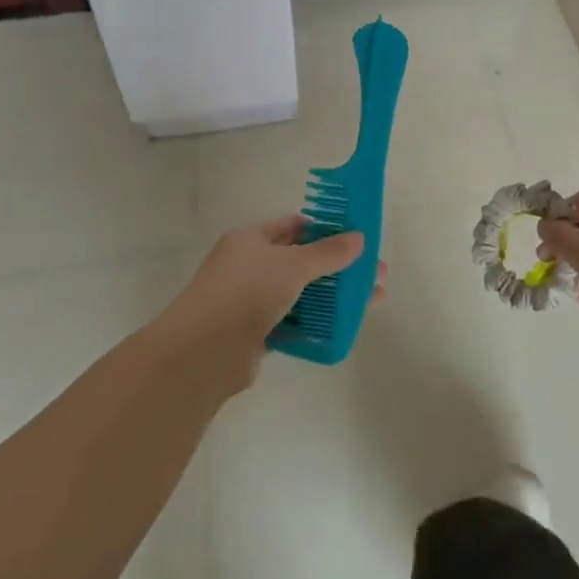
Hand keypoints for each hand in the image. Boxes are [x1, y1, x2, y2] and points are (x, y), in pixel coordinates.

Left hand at [162, 217, 385, 385]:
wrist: (205, 351)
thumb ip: (328, 252)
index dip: (324, 229)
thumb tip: (359, 238)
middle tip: (374, 274)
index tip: (356, 238)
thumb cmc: (247, 291)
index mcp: (250, 240)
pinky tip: (343, 328)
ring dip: (331, 297)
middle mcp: (248, 267)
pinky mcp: (254, 334)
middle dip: (337, 267)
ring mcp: (249, 302)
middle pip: (300, 262)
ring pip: (299, 294)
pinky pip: (291, 323)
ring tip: (368, 302)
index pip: (292, 227)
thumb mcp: (293, 264)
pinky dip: (314, 324)